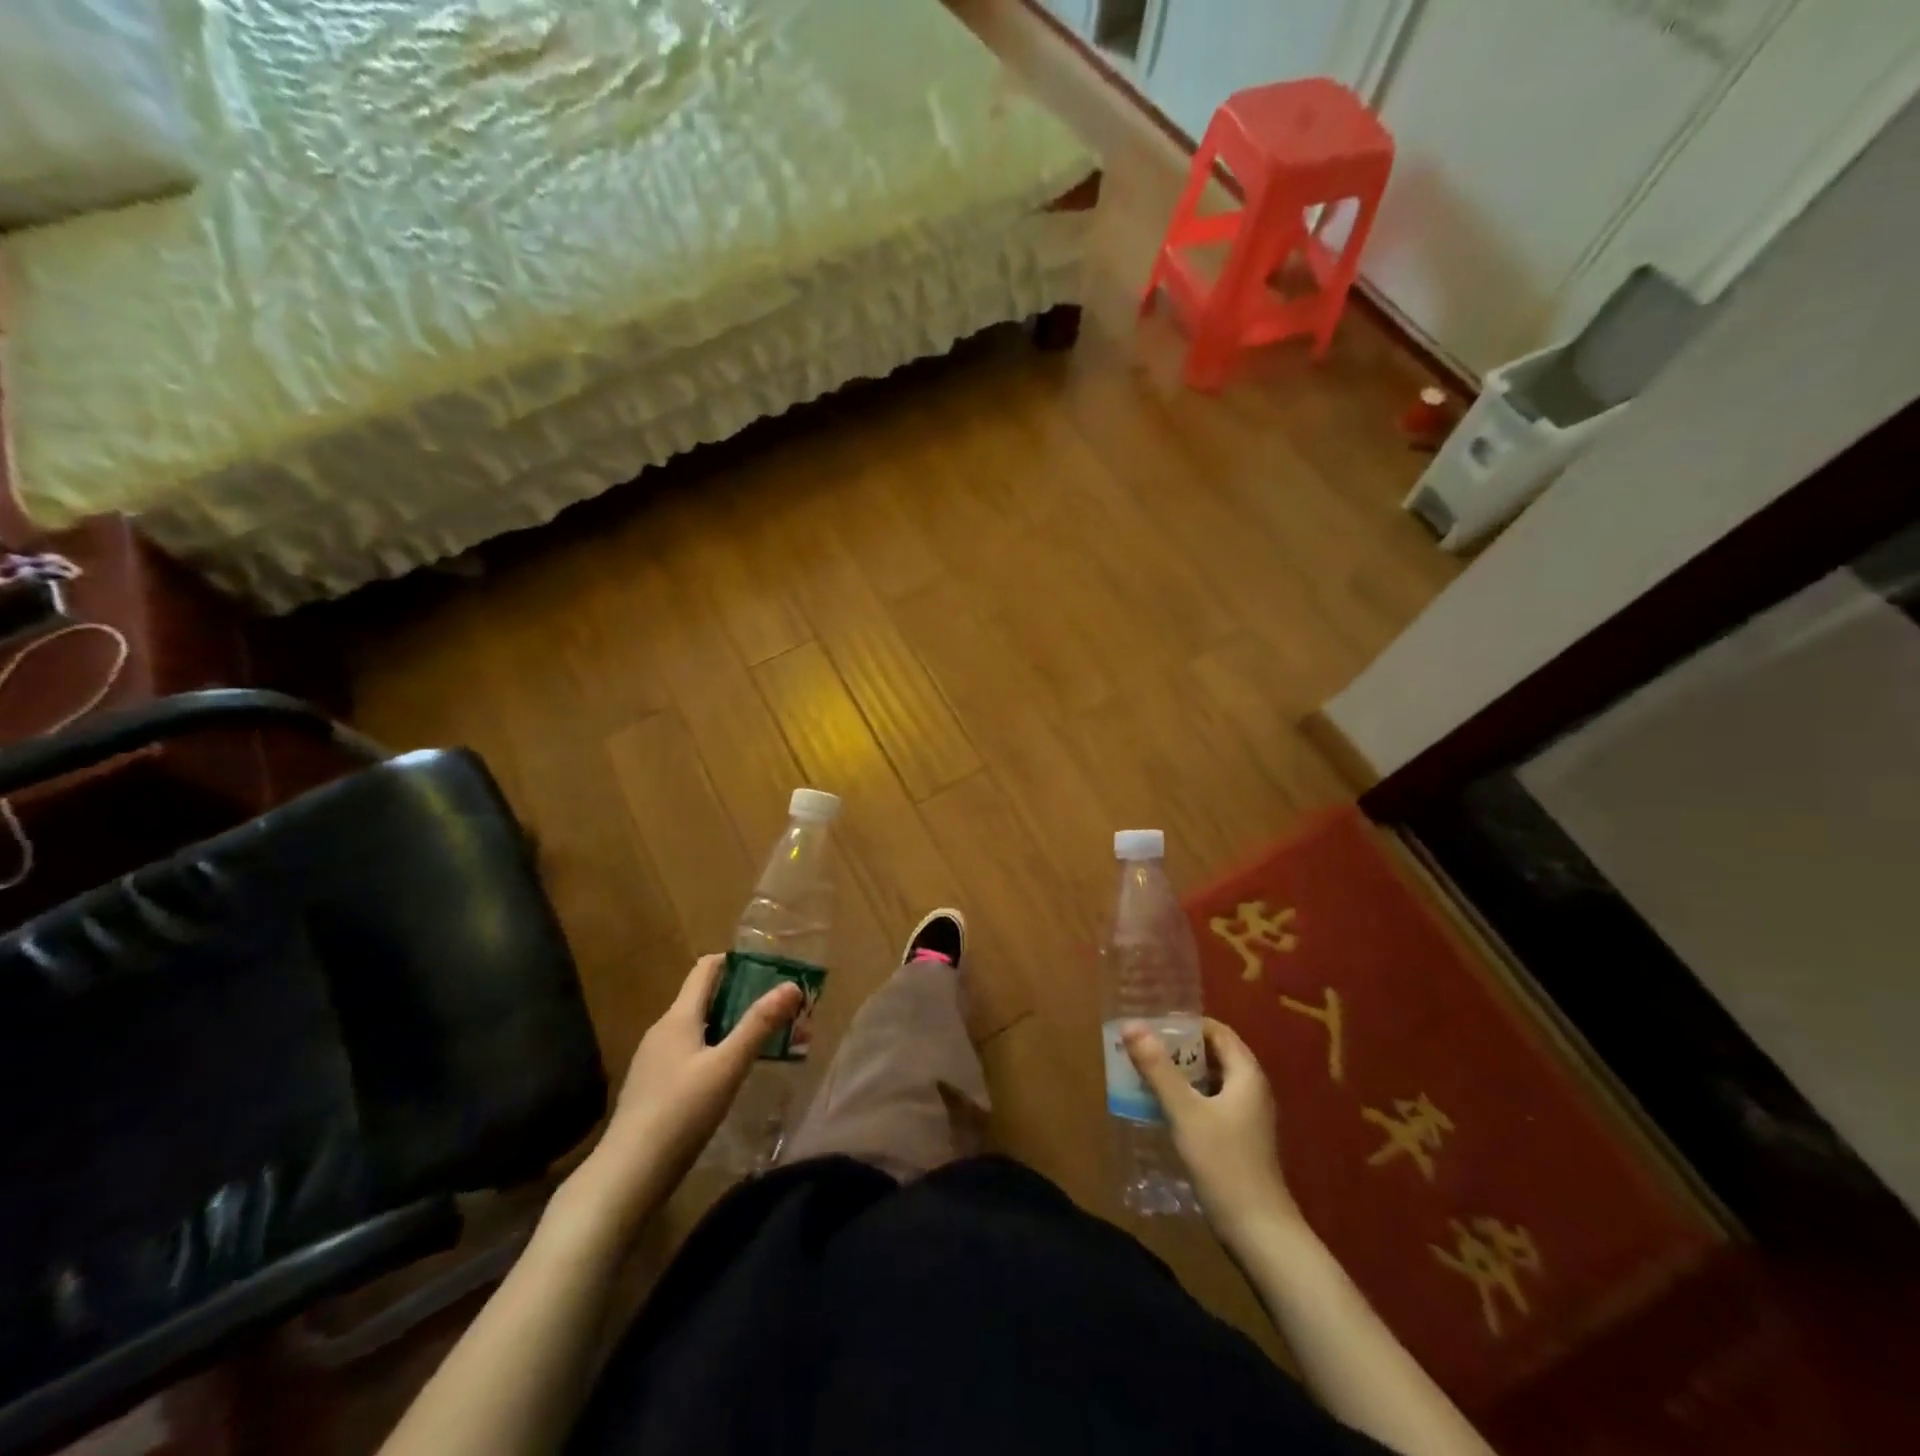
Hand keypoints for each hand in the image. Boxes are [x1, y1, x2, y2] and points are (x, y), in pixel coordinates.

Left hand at [567, 955, 801, 1231]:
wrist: (627, 1175)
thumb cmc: (680, 1112)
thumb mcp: (727, 1066)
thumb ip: (759, 1025)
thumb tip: (791, 985)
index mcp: (678, 1017)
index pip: (706, 969)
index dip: (737, 962)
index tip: (770, 969)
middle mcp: (663, 1030)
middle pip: (705, 999)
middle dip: (742, 999)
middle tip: (779, 1010)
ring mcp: (654, 1060)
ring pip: (698, 1029)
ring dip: (730, 1028)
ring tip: (764, 1042)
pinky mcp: (653, 1087)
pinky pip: (689, 1054)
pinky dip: (714, 1052)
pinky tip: (730, 1076)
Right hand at [1123, 1018, 1301, 1247]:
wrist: (1260, 1234)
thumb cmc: (1224, 1164)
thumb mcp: (1185, 1112)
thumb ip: (1158, 1068)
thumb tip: (1131, 1025)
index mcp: (1246, 1074)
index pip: (1216, 1031)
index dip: (1186, 1024)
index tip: (1152, 1026)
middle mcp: (1251, 1089)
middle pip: (1212, 1055)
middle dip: (1178, 1049)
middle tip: (1142, 1048)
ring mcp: (1247, 1117)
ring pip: (1210, 1081)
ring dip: (1180, 1075)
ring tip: (1145, 1074)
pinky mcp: (1239, 1140)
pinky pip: (1210, 1104)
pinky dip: (1187, 1098)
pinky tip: (1162, 1109)